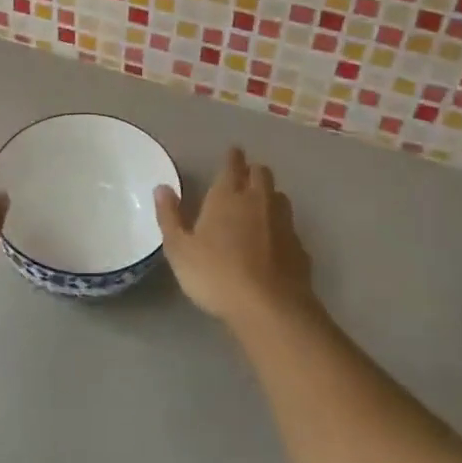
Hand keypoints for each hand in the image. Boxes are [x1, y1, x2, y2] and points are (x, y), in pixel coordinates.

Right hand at [154, 147, 315, 333]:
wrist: (270, 308)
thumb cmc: (216, 274)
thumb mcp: (180, 249)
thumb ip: (170, 217)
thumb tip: (162, 188)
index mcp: (227, 195)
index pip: (232, 165)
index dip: (232, 157)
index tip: (232, 153)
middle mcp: (258, 200)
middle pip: (261, 173)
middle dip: (253, 171)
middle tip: (244, 177)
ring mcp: (283, 223)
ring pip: (279, 197)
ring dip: (269, 196)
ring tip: (259, 205)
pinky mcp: (300, 248)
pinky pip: (290, 227)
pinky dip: (281, 228)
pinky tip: (275, 242)